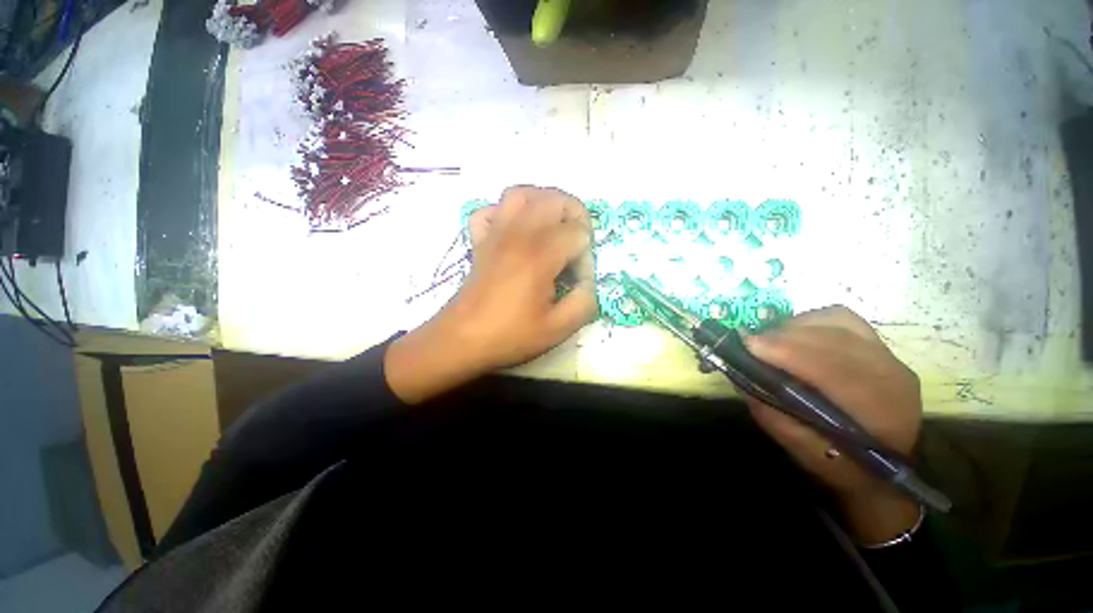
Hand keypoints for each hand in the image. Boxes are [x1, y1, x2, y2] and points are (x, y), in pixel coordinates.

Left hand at [385, 186, 596, 403]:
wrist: (461, 341)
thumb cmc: (509, 336)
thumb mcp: (558, 329)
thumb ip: (584, 302)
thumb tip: (587, 283)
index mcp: (540, 255)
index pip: (578, 234)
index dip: (586, 256)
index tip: (579, 281)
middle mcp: (518, 234)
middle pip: (554, 198)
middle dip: (576, 216)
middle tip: (577, 245)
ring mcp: (495, 234)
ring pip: (521, 193)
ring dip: (544, 202)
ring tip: (553, 226)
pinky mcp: (480, 241)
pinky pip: (490, 210)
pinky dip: (506, 212)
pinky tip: (515, 231)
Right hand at [742, 305, 922, 542]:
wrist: (886, 468)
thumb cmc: (840, 465)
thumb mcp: (799, 448)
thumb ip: (772, 410)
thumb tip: (742, 371)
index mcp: (879, 412)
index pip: (834, 369)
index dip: (789, 352)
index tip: (749, 345)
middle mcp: (892, 377)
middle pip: (834, 339)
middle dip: (784, 336)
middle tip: (750, 343)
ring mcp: (890, 358)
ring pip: (837, 323)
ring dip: (796, 327)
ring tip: (771, 341)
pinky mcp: (881, 347)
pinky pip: (842, 319)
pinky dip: (811, 321)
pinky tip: (794, 335)